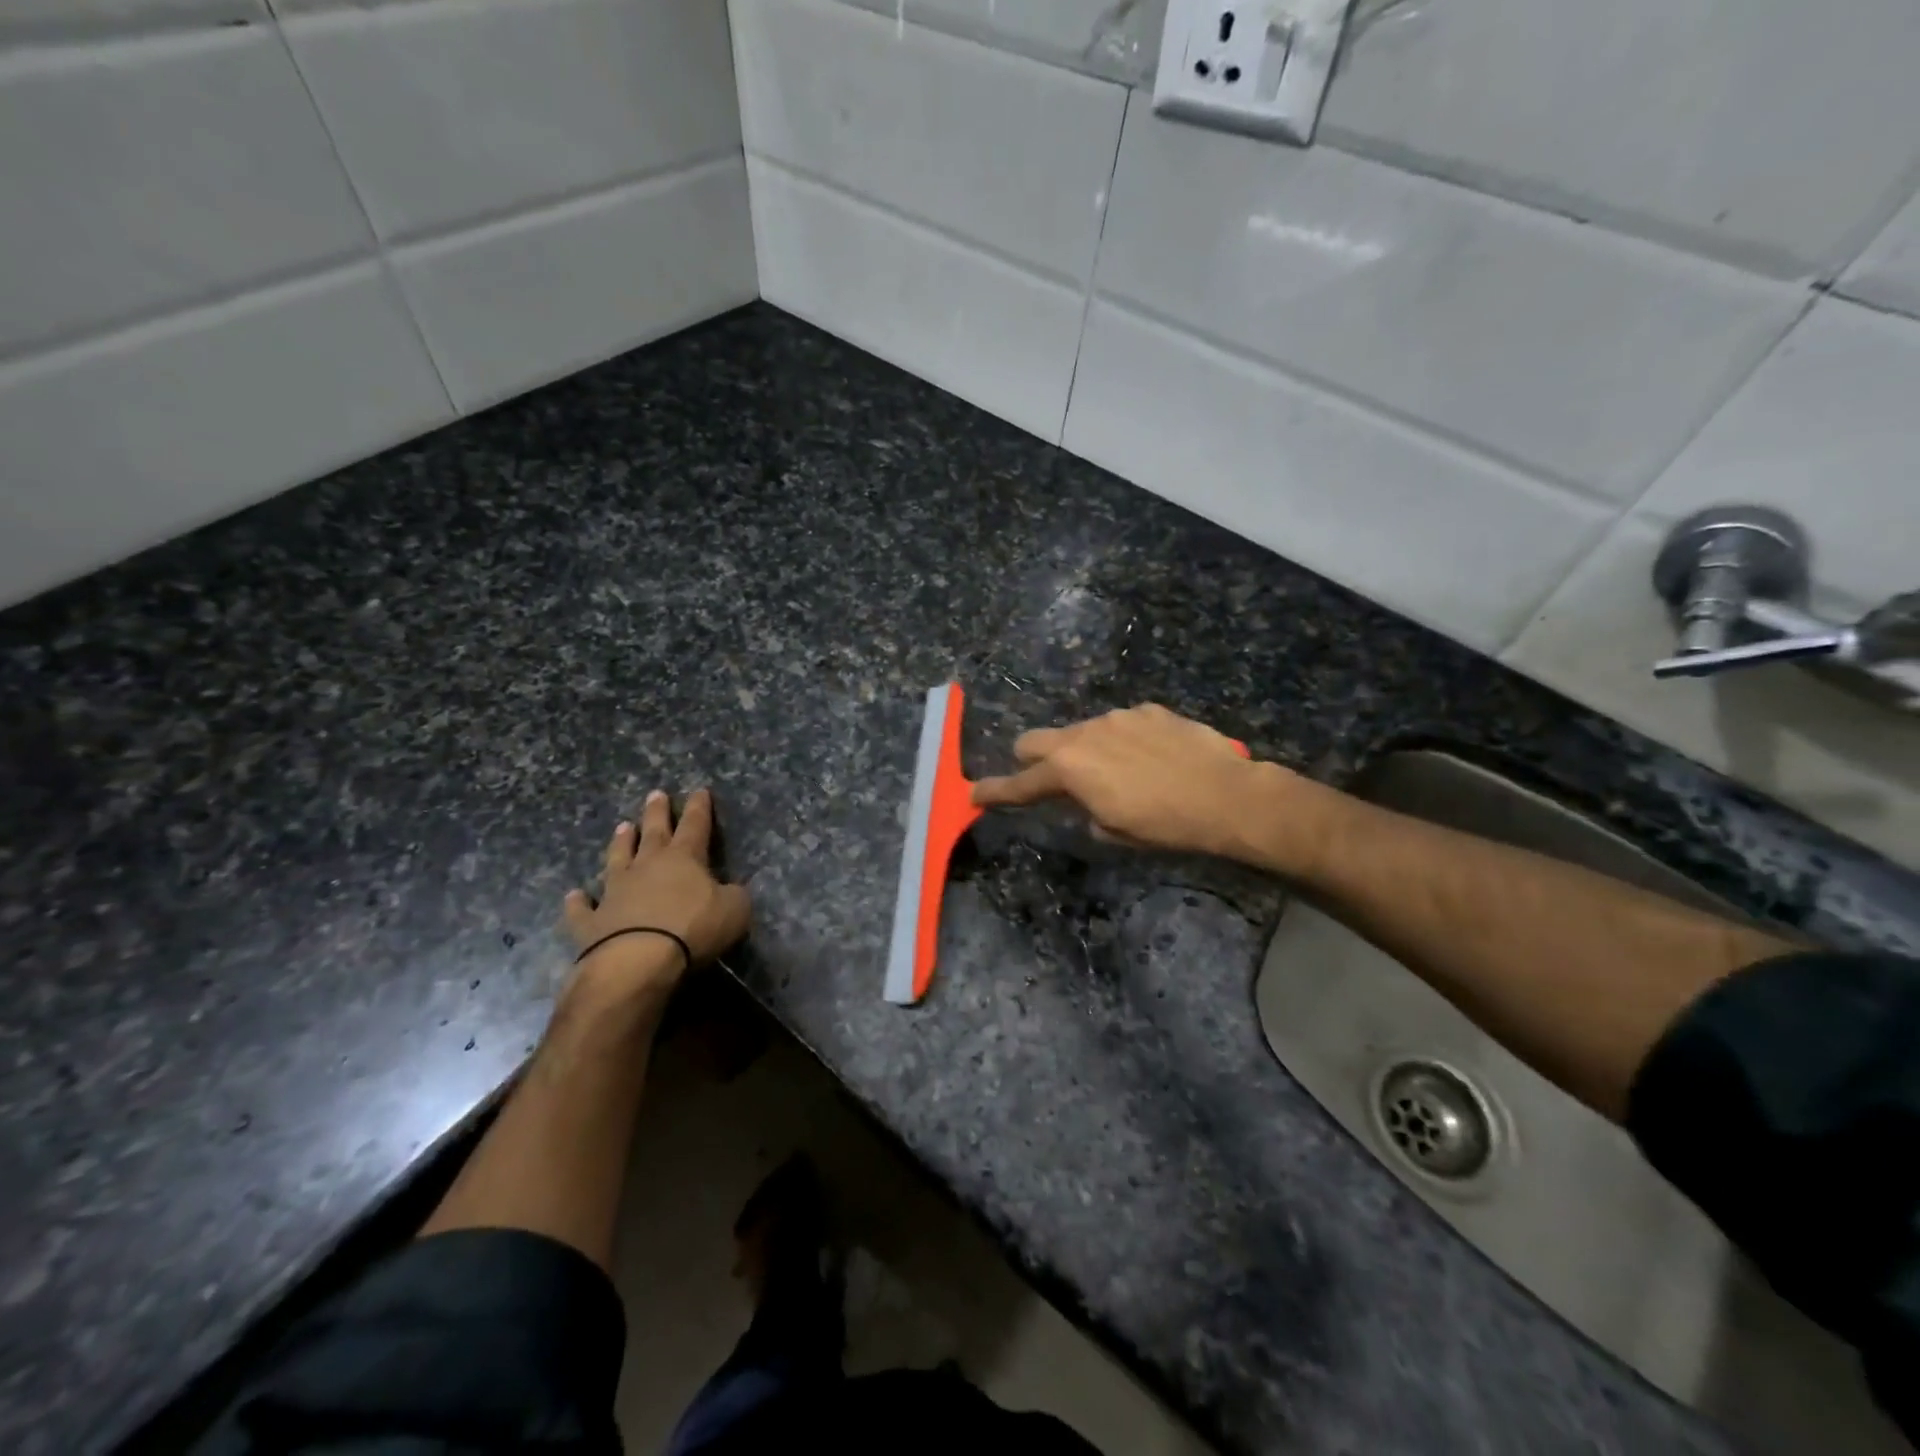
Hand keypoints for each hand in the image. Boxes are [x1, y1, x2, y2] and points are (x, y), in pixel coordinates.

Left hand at [561, 788, 751, 1000]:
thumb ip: (734, 895)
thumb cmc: (692, 929)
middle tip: (655, 794)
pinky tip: (574, 896)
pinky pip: (583, 908)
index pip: (695, 825)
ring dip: (620, 843)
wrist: (637, 961)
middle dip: (657, 812)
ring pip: (617, 858)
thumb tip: (729, 890)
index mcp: (684, 858)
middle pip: (653, 832)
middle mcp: (647, 866)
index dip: (699, 807)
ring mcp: (615, 891)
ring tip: (621, 826)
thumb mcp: (735, 910)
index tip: (699, 790)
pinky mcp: (591, 921)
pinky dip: (578, 902)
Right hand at [971, 703, 1282, 857]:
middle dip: (1031, 760)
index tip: (974, 794)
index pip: (1020, 784)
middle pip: (1035, 740)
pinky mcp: (1148, 710)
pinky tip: (1151, 758)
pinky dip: (1123, 740)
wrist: (1226, 795)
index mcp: (1069, 769)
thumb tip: (1086, 802)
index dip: (995, 792)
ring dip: (1084, 750)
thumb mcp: (1114, 831)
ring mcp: (1117, 717)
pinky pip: (1121, 724)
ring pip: (1081, 731)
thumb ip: (1084, 811)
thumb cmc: (1164, 824)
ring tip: (1119, 773)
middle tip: (1050, 780)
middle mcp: (1084, 734)